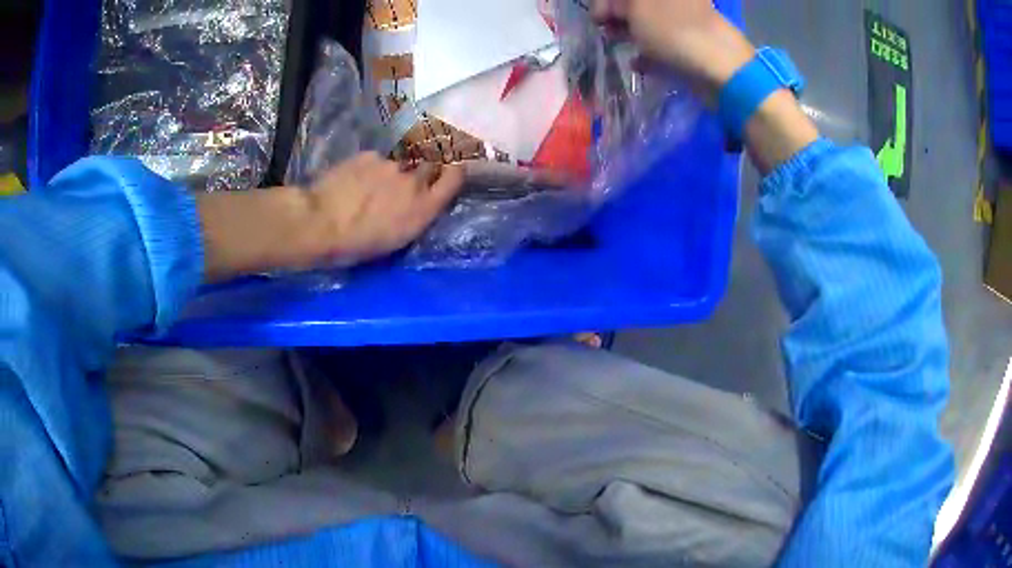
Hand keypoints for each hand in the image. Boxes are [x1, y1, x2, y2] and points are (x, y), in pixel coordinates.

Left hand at [198, 153, 463, 280]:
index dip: (454, 172)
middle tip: (407, 182)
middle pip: (431, 164)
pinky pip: (378, 160)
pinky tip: (356, 181)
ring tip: (373, 186)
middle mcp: (414, 181)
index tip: (450, 172)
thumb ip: (415, 215)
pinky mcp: (369, 156)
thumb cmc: (357, 245)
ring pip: (402, 162)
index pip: (455, 177)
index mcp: (424, 208)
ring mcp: (391, 164)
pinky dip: (371, 168)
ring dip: (395, 171)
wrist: (320, 223)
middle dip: (424, 170)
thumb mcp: (396, 240)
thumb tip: (420, 203)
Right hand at [592, 0, 754, 101]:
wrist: (721, 71)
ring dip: (630, 32)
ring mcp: (688, 24)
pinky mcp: (694, 48)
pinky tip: (637, 63)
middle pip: (640, 6)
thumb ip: (617, 5)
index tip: (595, 17)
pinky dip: (650, 53)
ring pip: (651, 25)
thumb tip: (611, 9)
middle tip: (602, 29)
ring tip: (614, 43)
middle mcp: (678, 3)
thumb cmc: (675, 32)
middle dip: (618, 15)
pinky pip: (665, 46)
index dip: (607, 3)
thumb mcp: (636, 10)